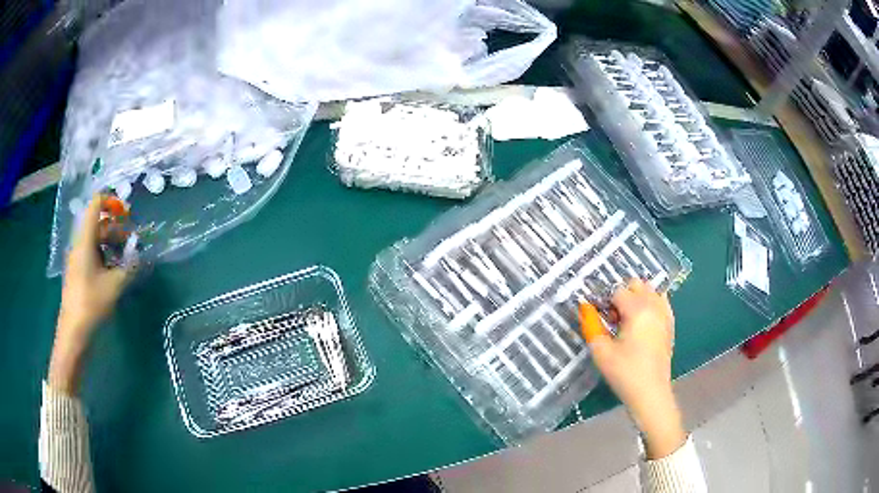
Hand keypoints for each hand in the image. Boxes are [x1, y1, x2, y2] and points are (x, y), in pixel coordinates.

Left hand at [49, 195, 132, 394]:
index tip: (127, 214)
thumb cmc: (91, 304)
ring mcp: (78, 258)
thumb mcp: (114, 285)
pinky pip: (93, 253)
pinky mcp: (79, 272)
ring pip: (96, 239)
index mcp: (85, 239)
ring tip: (127, 257)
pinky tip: (115, 271)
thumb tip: (141, 255)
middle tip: (133, 241)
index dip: (112, 201)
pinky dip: (106, 255)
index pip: (96, 204)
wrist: (73, 332)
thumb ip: (129, 267)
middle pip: (98, 223)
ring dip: (112, 243)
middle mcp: (80, 244)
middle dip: (117, 227)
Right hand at [583, 279, 684, 458]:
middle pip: (637, 284)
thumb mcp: (601, 351)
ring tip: (628, 320)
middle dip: (622, 295)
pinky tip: (642, 323)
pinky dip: (651, 304)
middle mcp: (654, 306)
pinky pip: (661, 302)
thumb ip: (591, 325)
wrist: (651, 393)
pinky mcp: (670, 325)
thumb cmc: (624, 373)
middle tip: (613, 318)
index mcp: (637, 310)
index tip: (599, 318)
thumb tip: (584, 306)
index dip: (605, 301)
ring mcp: (665, 314)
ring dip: (637, 298)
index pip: (618, 291)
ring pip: (650, 290)